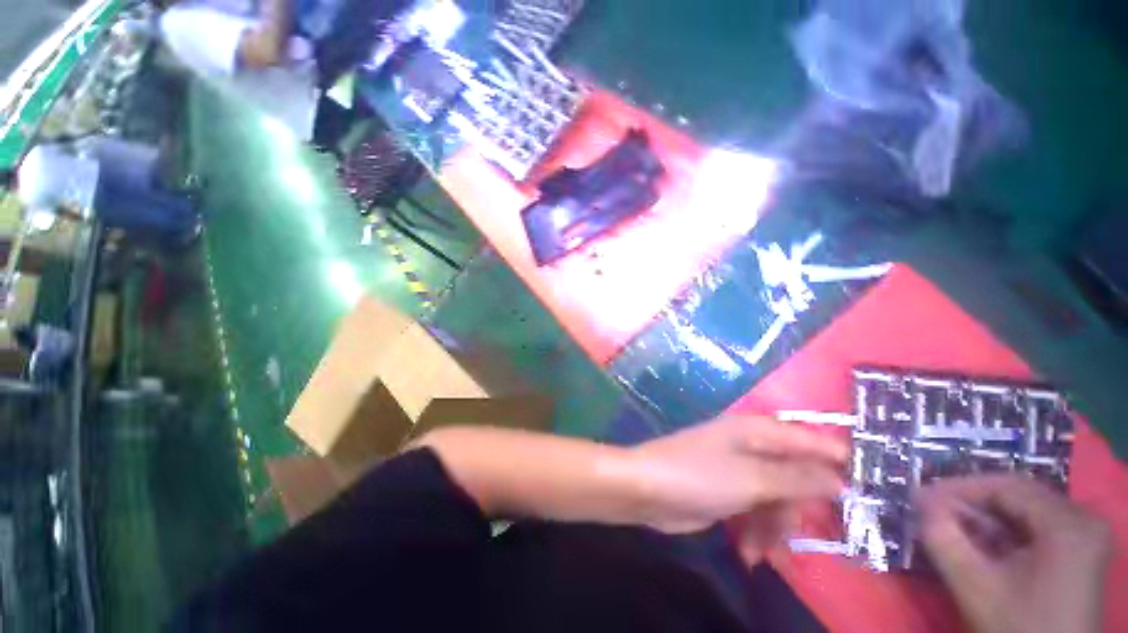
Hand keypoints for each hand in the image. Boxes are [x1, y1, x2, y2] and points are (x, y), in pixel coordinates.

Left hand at [628, 416, 847, 534]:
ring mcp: (739, 472)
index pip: (810, 439)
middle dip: (800, 508)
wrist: (646, 490)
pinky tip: (751, 554)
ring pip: (778, 500)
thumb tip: (841, 477)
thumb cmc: (697, 475)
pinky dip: (758, 533)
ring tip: (764, 551)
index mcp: (756, 431)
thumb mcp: (752, 478)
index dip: (840, 461)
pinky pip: (757, 513)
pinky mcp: (728, 494)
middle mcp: (750, 447)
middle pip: (796, 476)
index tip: (870, 491)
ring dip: (775, 529)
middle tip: (802, 534)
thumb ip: (798, 477)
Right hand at [918, 475, 1111, 632]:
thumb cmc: (1015, 627)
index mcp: (1068, 523)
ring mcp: (1086, 535)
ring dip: (986, 518)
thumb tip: (920, 501)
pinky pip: (1038, 527)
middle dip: (972, 503)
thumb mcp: (974, 586)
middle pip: (1019, 496)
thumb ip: (942, 538)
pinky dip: (1005, 532)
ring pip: (1027, 510)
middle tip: (932, 509)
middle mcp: (1084, 518)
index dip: (959, 487)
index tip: (921, 497)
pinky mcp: (1082, 551)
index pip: (1007, 486)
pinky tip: (981, 543)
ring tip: (951, 525)